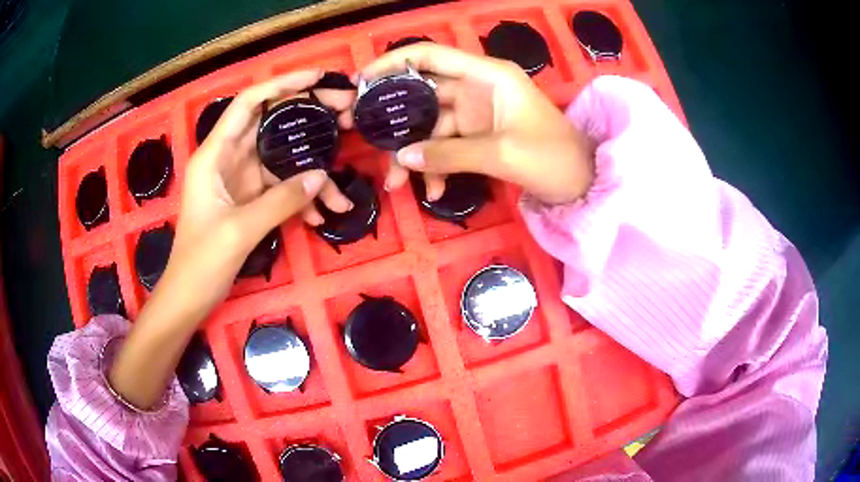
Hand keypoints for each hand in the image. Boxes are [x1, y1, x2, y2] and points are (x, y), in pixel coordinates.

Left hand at [109, 71, 353, 408]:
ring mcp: (241, 180)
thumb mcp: (238, 230)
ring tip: (341, 194)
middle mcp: (228, 159)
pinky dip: (301, 202)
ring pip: (282, 162)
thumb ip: (280, 201)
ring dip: (312, 175)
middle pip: (271, 125)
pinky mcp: (250, 200)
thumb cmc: (200, 262)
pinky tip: (321, 219)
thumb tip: (321, 178)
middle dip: (309, 120)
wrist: (189, 297)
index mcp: (214, 155)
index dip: (281, 85)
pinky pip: (281, 190)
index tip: (317, 79)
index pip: (248, 103)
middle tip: (346, 116)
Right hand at [358, 44, 594, 204]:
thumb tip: (402, 158)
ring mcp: (476, 114)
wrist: (583, 183)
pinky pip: (446, 147)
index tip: (360, 80)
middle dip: (393, 116)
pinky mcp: (478, 137)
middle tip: (358, 133)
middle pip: (423, 94)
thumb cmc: (553, 157)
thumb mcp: (502, 153)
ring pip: (431, 126)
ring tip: (395, 183)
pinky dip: (436, 167)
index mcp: (487, 75)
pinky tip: (432, 191)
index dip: (393, 63)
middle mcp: (477, 88)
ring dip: (413, 154)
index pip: (431, 55)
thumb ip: (449, 154)